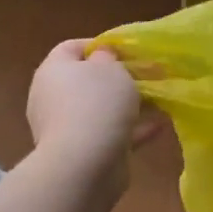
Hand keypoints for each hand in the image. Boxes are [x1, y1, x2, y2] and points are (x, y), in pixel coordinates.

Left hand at [26, 39, 150, 188]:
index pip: (71, 48)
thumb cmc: (97, 103)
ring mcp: (66, 128)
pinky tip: (159, 126)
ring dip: (128, 105)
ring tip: (159, 100)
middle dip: (117, 78)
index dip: (98, 45)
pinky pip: (108, 134)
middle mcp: (53, 98)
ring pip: (100, 109)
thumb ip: (109, 56)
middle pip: (87, 80)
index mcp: (53, 71)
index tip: (125, 50)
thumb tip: (102, 57)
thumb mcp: (110, 67)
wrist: (84, 166)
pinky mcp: (81, 154)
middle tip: (145, 74)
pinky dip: (131, 129)